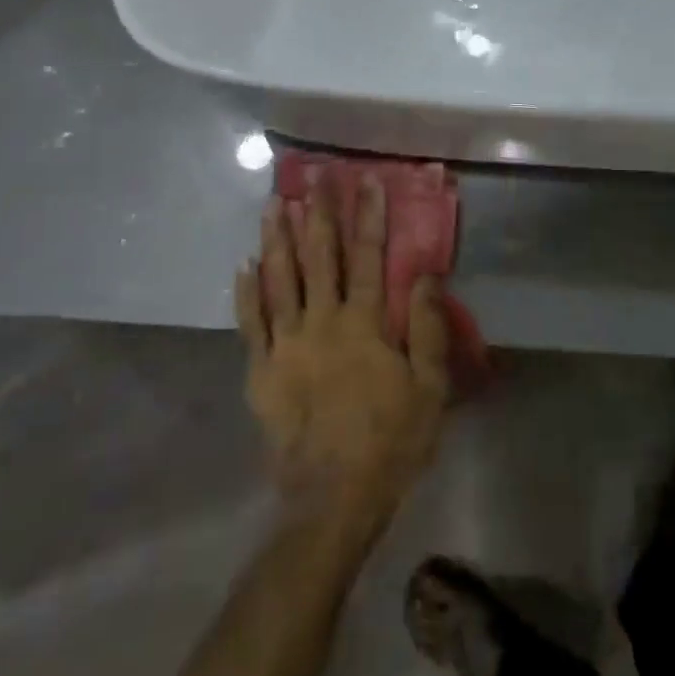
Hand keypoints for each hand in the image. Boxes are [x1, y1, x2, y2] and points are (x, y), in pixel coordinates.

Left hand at [236, 178, 450, 523]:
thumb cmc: (390, 441)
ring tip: (274, 204)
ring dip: (277, 239)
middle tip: (315, 177)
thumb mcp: (430, 388)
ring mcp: (286, 344)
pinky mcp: (261, 370)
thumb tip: (427, 273)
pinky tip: (244, 264)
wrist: (332, 498)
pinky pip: (250, 322)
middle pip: (320, 257)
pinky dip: (247, 291)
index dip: (369, 217)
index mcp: (365, 324)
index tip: (367, 181)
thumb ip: (429, 328)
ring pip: (280, 279)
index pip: (369, 257)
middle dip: (319, 213)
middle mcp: (323, 322)